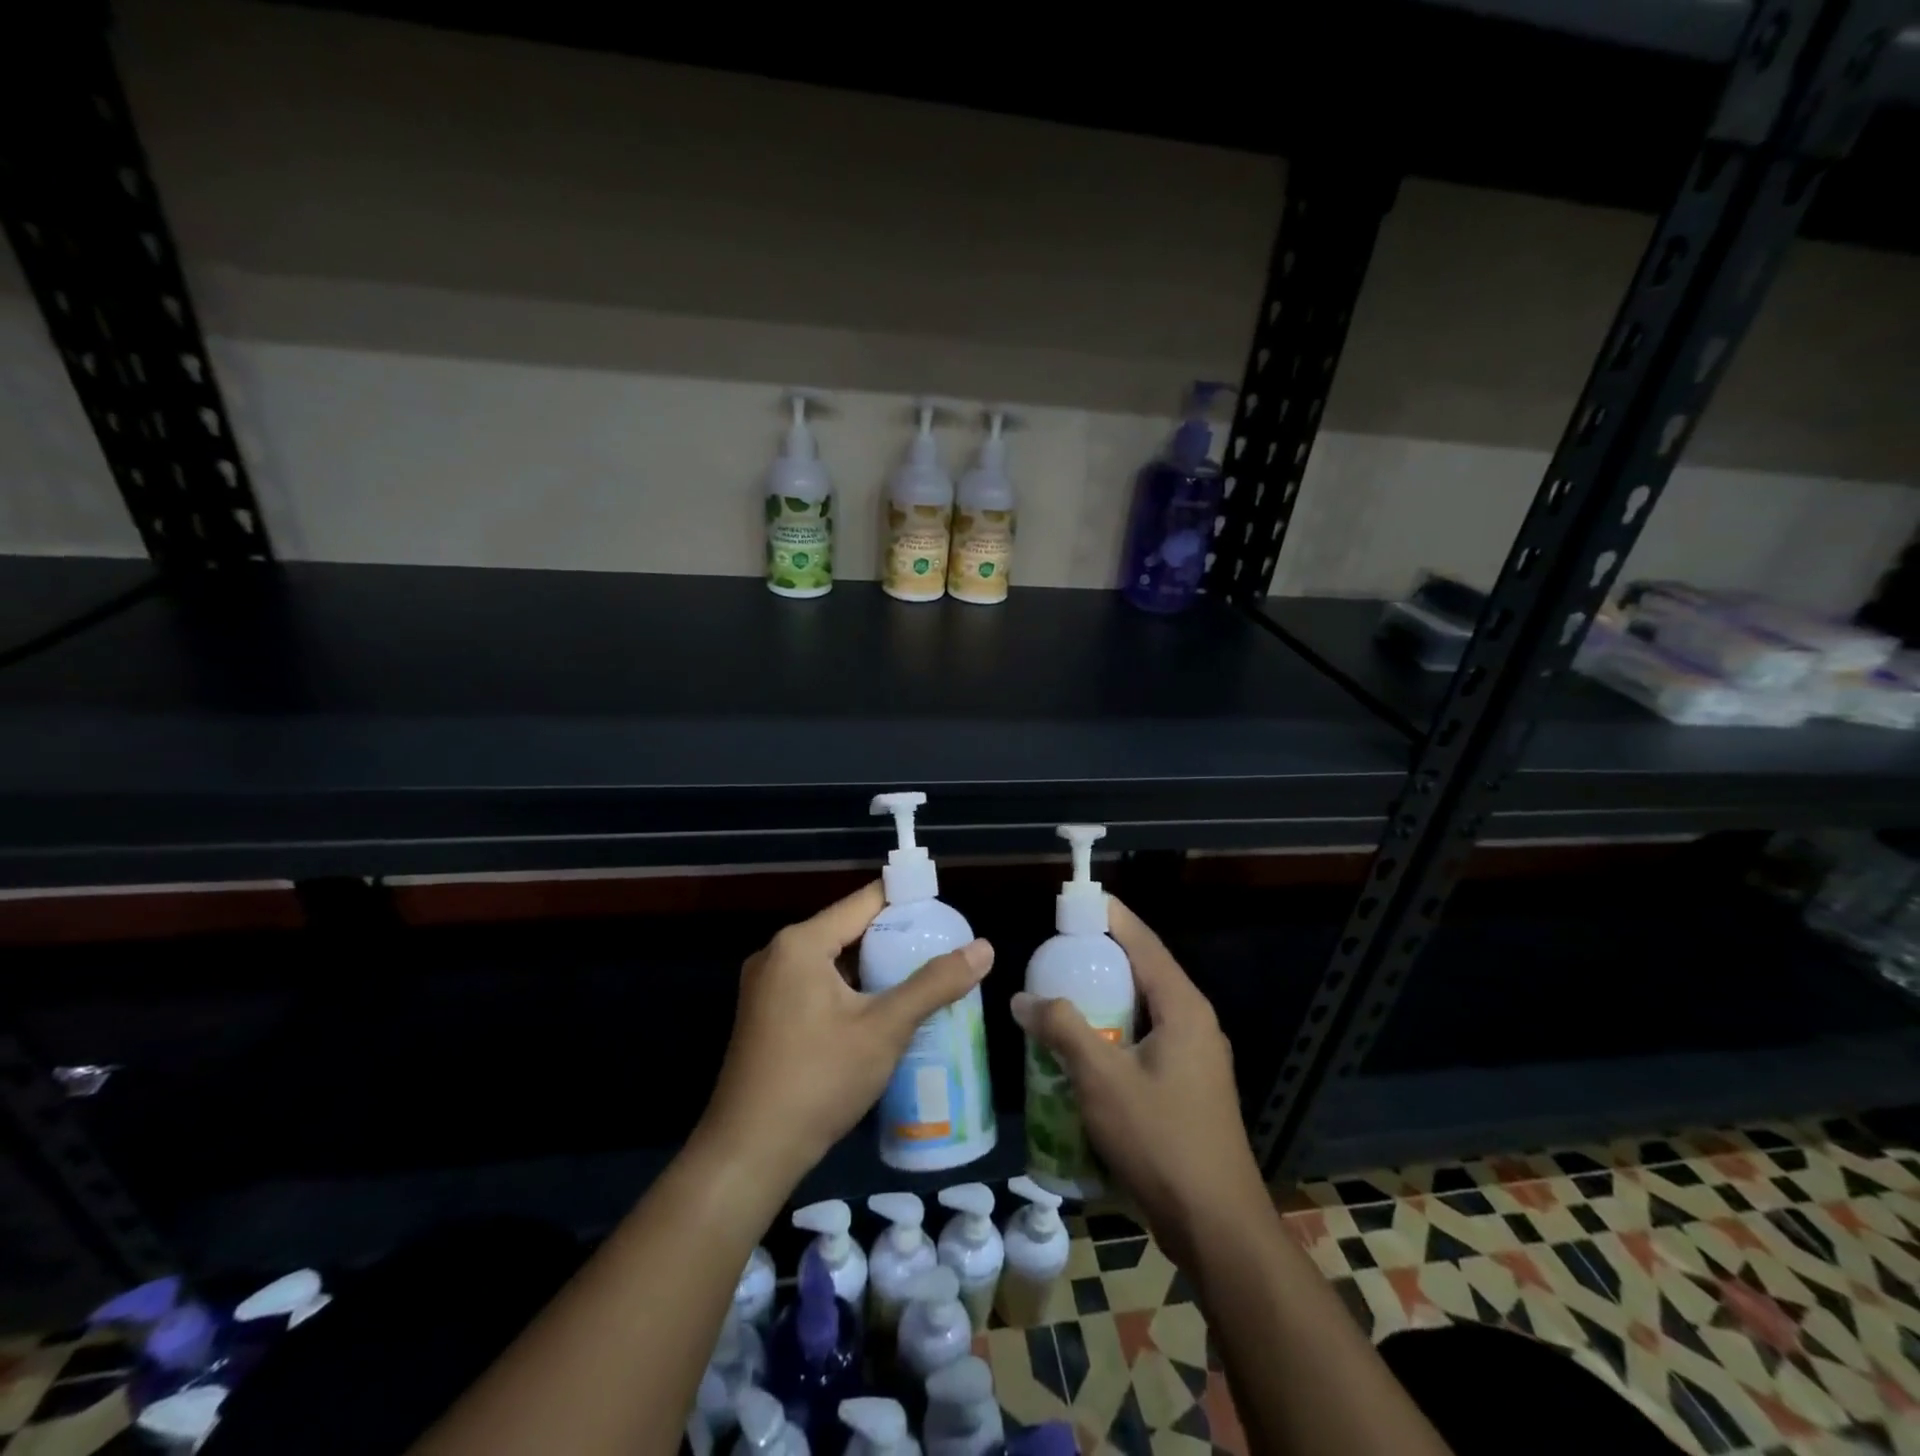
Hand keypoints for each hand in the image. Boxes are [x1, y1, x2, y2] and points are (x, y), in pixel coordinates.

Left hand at [699, 882, 994, 1188]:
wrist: (747, 1155)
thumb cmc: (818, 1081)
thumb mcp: (884, 1029)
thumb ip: (934, 984)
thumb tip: (984, 948)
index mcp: (800, 943)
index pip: (865, 901)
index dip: (908, 902)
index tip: (946, 913)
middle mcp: (778, 954)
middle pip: (848, 929)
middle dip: (895, 939)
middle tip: (942, 950)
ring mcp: (766, 987)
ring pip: (833, 960)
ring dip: (874, 968)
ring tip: (923, 978)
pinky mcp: (766, 1016)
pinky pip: (817, 985)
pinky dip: (850, 990)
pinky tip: (883, 1011)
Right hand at [1011, 898, 1266, 1268]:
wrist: (1217, 1226)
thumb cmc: (1162, 1141)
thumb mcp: (1102, 1080)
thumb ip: (1063, 1030)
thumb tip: (1023, 999)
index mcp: (1183, 1008)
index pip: (1144, 943)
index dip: (1112, 917)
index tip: (1078, 899)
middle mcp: (1194, 1023)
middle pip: (1144, 973)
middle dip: (1102, 957)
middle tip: (1057, 948)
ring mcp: (1195, 1058)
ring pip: (1144, 1010)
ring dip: (1106, 998)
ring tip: (1062, 992)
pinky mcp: (1188, 1087)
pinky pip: (1146, 1040)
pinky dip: (1114, 1032)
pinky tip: (1082, 1047)